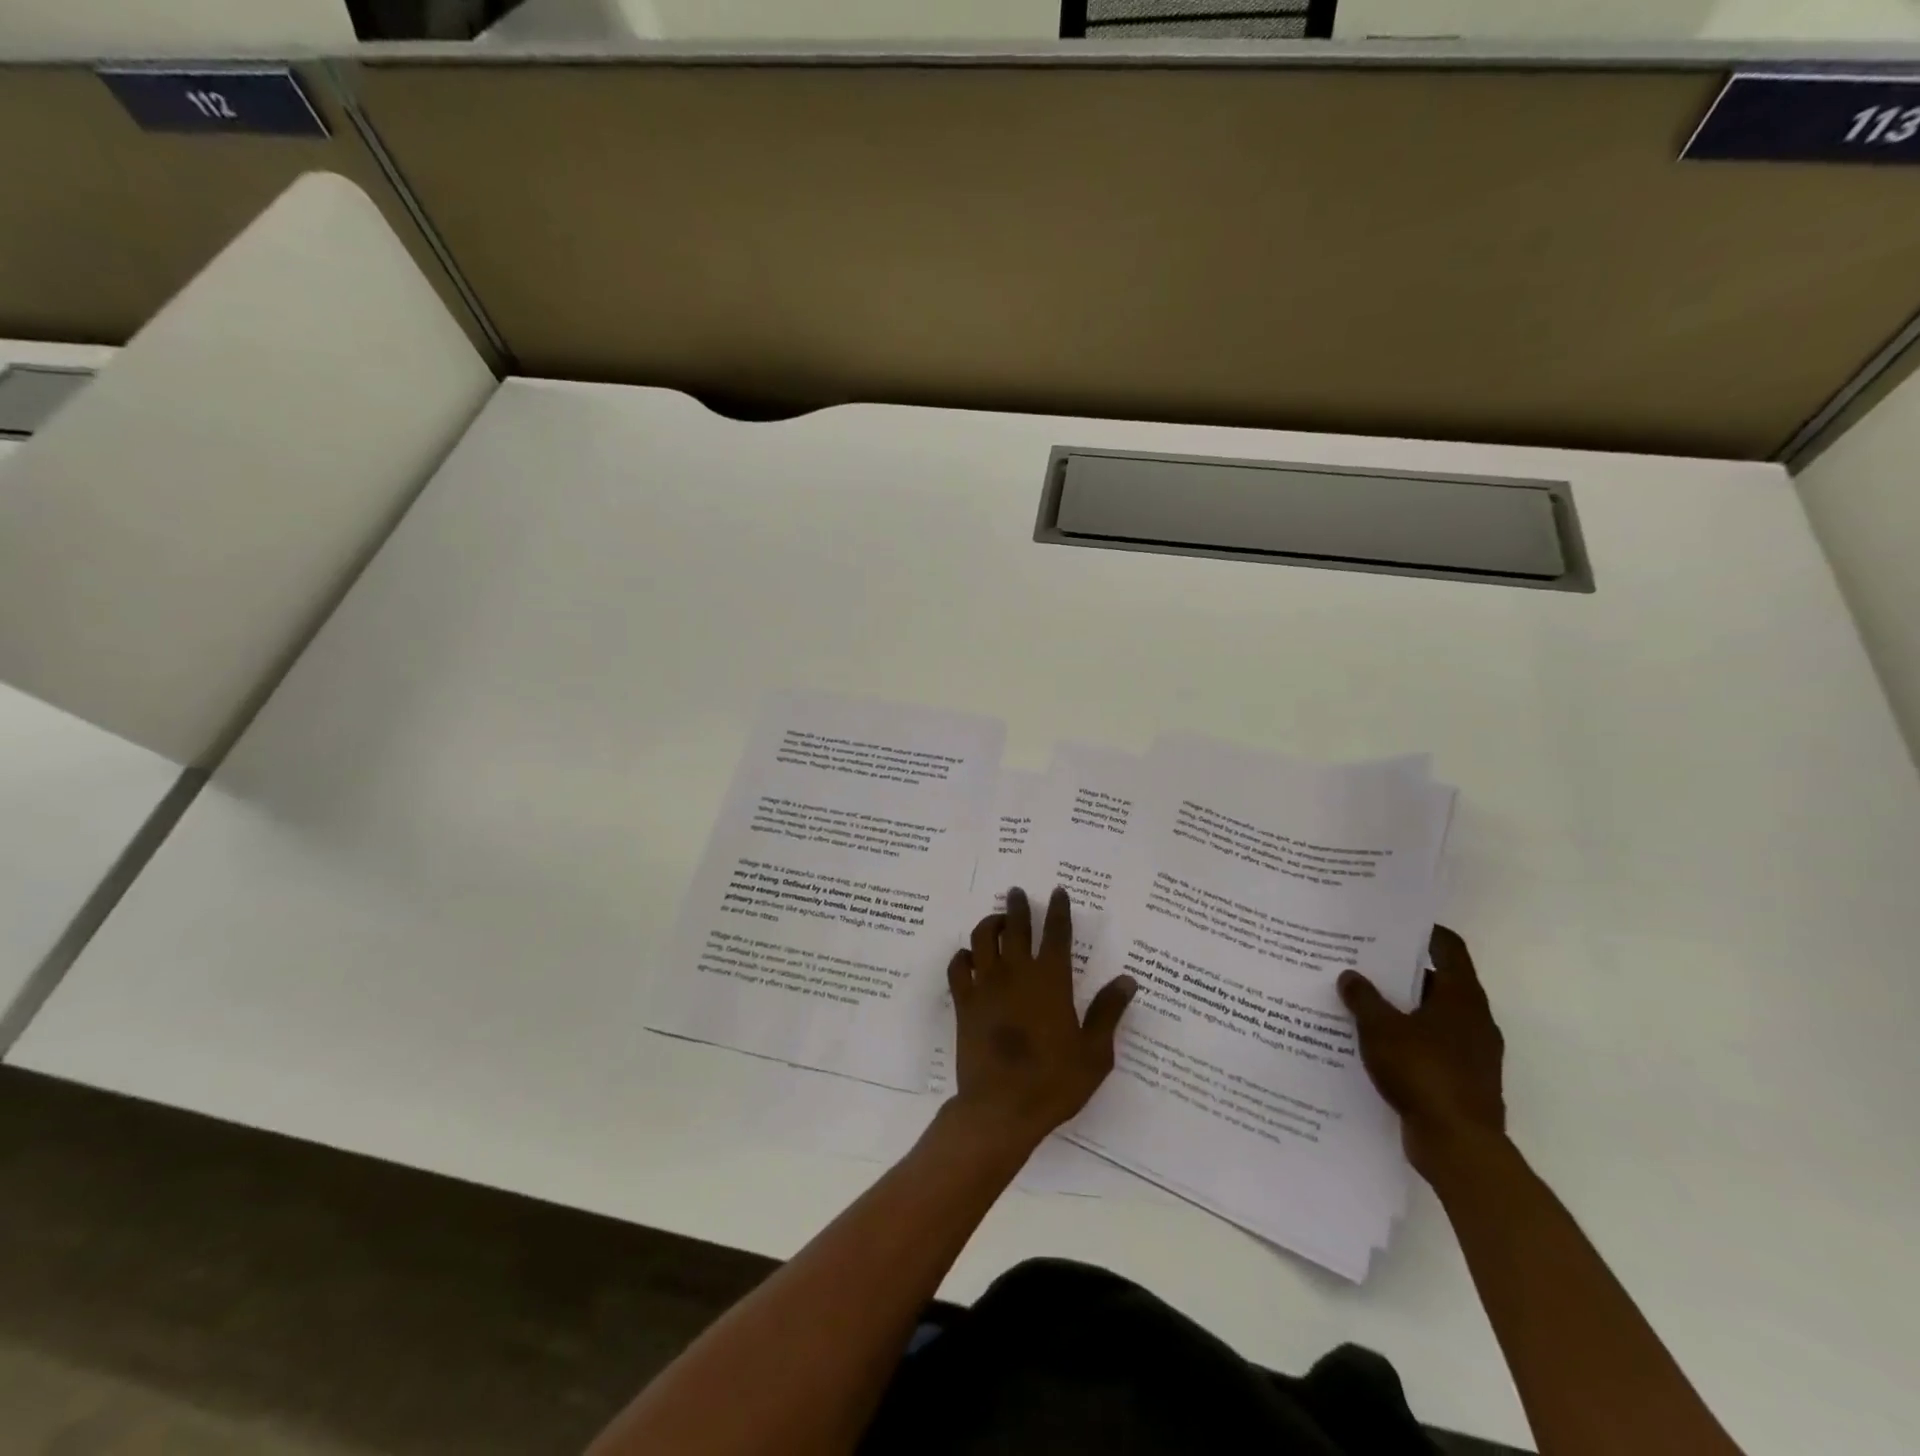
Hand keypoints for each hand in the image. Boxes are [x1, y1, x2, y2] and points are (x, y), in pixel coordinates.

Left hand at [947, 887, 1136, 1151]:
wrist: (1001, 1108)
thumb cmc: (1054, 1082)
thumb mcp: (1094, 1052)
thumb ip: (1108, 1012)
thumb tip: (1127, 980)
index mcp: (1051, 980)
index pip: (1056, 933)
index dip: (1058, 910)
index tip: (1057, 891)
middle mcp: (1016, 973)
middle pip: (1014, 926)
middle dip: (1017, 906)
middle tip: (1017, 892)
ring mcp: (985, 986)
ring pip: (981, 938)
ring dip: (989, 923)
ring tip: (996, 919)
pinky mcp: (963, 1003)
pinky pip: (957, 968)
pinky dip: (962, 956)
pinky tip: (969, 957)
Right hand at [1339, 926, 1505, 1180]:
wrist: (1458, 1145)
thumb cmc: (1423, 1072)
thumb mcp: (1381, 1028)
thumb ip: (1364, 998)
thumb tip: (1350, 975)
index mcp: (1462, 997)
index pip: (1448, 948)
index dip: (1423, 932)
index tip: (1392, 924)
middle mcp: (1473, 1020)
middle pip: (1437, 982)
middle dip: (1400, 972)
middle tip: (1361, 962)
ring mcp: (1472, 1053)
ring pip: (1432, 1017)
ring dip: (1401, 1009)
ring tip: (1359, 1002)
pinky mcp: (1462, 1080)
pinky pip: (1430, 1047)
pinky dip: (1405, 1039)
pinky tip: (1372, 1044)